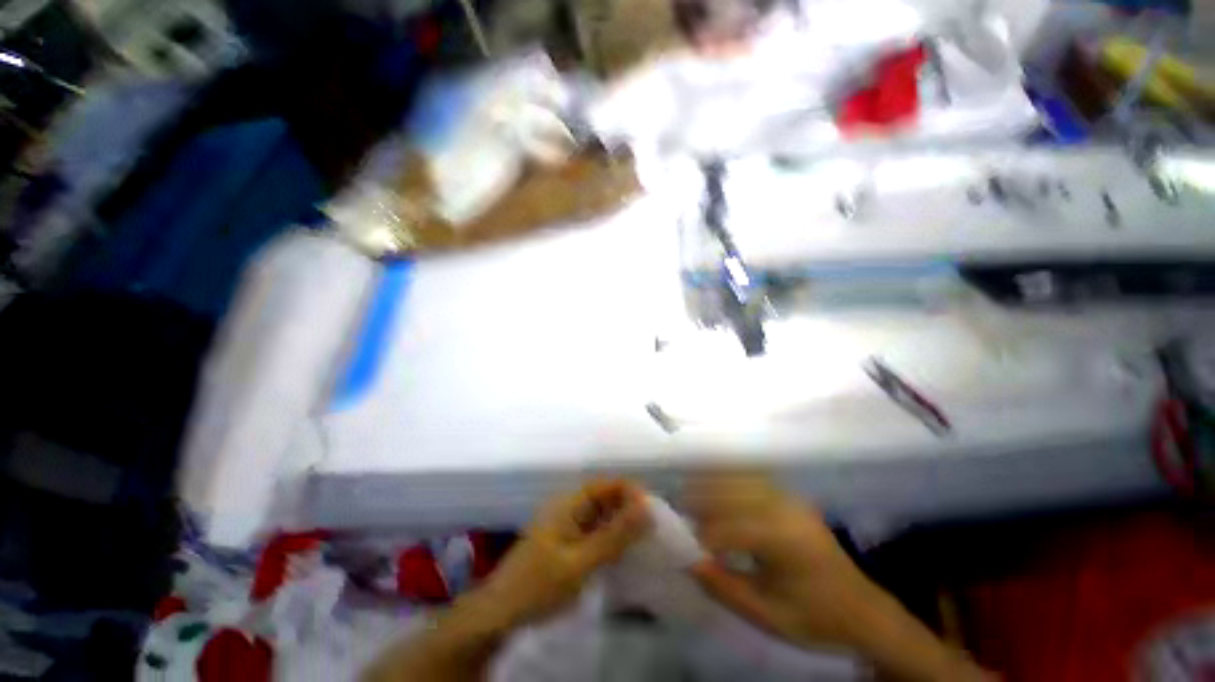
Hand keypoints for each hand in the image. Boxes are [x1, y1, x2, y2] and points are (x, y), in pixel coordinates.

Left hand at [472, 480, 650, 630]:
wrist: (498, 615)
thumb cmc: (537, 585)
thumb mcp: (580, 563)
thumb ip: (614, 536)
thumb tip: (647, 508)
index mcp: (569, 504)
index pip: (606, 485)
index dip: (630, 492)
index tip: (654, 510)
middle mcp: (568, 509)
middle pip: (605, 499)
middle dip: (629, 510)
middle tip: (654, 529)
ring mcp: (566, 527)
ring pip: (601, 517)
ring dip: (621, 526)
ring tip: (645, 541)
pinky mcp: (566, 545)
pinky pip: (595, 534)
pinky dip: (611, 540)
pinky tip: (623, 555)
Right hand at [685, 472, 870, 649]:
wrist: (863, 611)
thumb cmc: (816, 619)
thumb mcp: (769, 617)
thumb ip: (725, 588)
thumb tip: (689, 561)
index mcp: (784, 540)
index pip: (730, 527)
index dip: (704, 534)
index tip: (686, 545)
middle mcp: (785, 509)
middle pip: (732, 491)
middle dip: (702, 497)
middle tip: (679, 508)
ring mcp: (789, 499)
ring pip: (740, 478)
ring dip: (712, 482)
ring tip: (690, 492)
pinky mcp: (789, 498)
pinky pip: (752, 479)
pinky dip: (729, 478)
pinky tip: (714, 484)